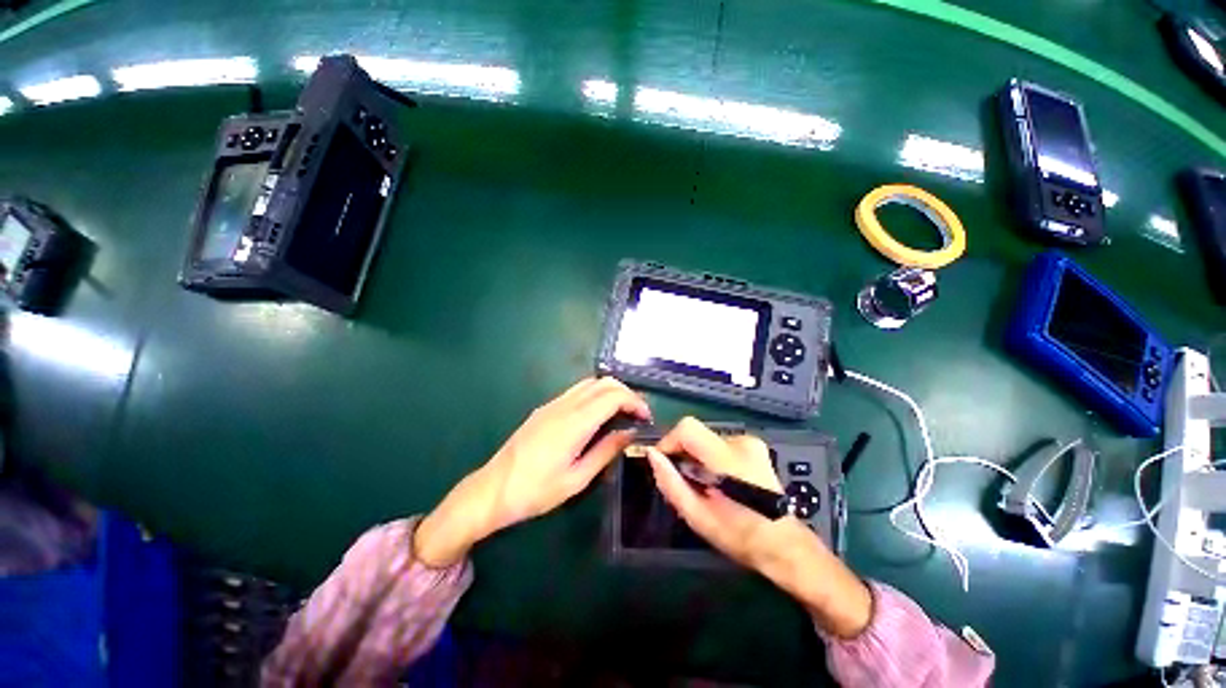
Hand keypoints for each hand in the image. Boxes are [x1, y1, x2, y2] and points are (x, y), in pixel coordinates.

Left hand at [414, 377, 649, 566]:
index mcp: (574, 423)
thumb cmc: (536, 491)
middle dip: (627, 392)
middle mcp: (564, 405)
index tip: (646, 418)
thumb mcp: (577, 479)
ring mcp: (553, 404)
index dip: (635, 402)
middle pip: (604, 382)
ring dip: (611, 391)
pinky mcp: (546, 408)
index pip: (613, 396)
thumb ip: (606, 451)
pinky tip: (599, 414)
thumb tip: (630, 433)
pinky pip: (577, 391)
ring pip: (590, 383)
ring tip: (623, 412)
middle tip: (638, 414)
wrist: (492, 489)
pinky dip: (596, 394)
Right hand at [642, 417, 785, 568]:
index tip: (664, 463)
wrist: (783, 544)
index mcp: (728, 458)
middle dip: (683, 452)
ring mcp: (751, 442)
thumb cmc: (739, 535)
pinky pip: (719, 443)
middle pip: (695, 432)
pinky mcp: (755, 446)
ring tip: (702, 483)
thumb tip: (652, 454)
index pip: (687, 428)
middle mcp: (741, 442)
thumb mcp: (697, 516)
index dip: (669, 441)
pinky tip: (718, 480)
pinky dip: (710, 457)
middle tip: (684, 480)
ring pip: (706, 438)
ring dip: (697, 456)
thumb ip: (671, 482)